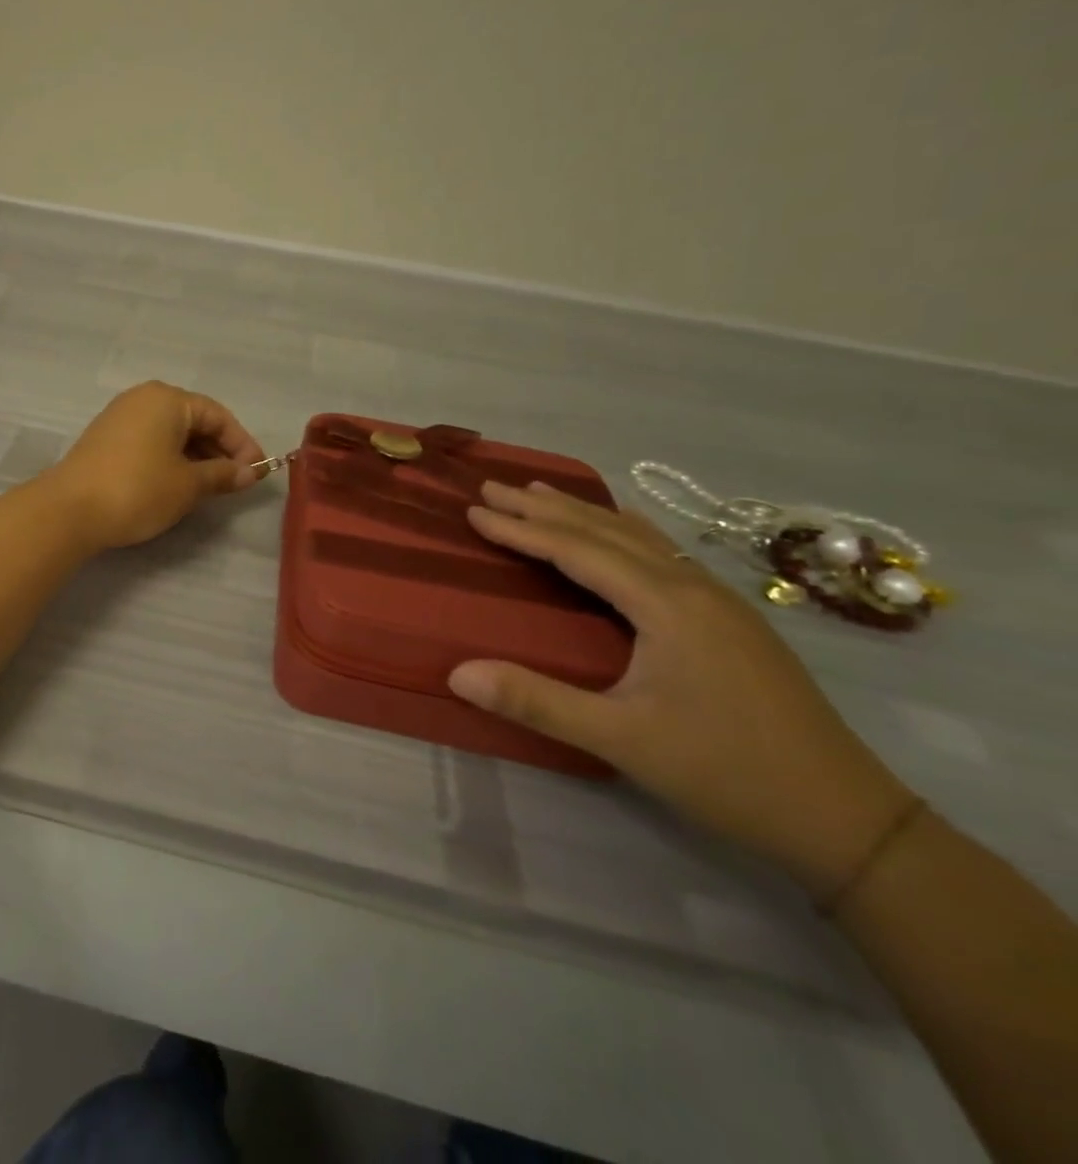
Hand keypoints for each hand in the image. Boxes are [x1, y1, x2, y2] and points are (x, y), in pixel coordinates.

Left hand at [43, 382, 266, 550]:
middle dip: (219, 450)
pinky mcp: (105, 437)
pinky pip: (149, 440)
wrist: (70, 510)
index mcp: (167, 399)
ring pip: (170, 431)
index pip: (218, 415)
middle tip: (236, 481)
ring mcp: (119, 416)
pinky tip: (177, 482)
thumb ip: (222, 475)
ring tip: (210, 486)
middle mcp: (143, 398)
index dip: (242, 444)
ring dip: (195, 456)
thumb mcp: (188, 485)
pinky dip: (170, 458)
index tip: (257, 472)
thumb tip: (249, 473)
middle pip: (193, 420)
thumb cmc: (138, 490)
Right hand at [448, 480, 915, 897]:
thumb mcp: (621, 740)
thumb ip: (536, 702)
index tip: (475, 510)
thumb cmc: (727, 773)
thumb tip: (457, 673)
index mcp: (668, 605)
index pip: (578, 551)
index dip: (522, 529)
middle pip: (608, 532)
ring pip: (639, 538)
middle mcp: (694, 588)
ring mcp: (721, 601)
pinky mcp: (733, 620)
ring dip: (585, 513)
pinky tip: (622, 530)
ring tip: (542, 492)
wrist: (848, 819)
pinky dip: (624, 531)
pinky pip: (664, 553)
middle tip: (495, 486)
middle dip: (546, 507)